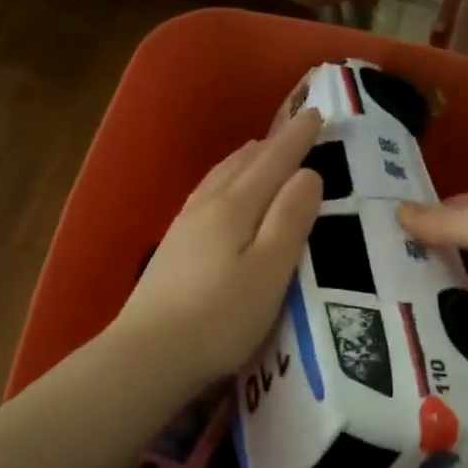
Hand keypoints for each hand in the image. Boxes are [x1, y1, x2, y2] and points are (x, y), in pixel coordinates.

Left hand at [112, 109, 324, 387]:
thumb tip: (308, 174)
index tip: (316, 113)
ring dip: (244, 161)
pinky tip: (220, 195)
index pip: (272, 162)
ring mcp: (184, 227)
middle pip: (243, 165)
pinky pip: (206, 196)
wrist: (150, 354)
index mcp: (235, 207)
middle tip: (294, 129)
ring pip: (219, 179)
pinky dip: (224, 182)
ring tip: (259, 152)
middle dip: (272, 144)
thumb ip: (290, 220)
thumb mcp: (270, 269)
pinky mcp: (173, 250)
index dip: (296, 138)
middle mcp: (207, 207)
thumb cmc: (221, 316)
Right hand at [397, 192, 467, 383]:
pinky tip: (429, 322)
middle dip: (428, 253)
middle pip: (466, 242)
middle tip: (376, 270)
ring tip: (392, 298)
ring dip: (442, 285)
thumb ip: (451, 222)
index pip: (462, 206)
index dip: (426, 215)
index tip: (380, 232)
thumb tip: (396, 209)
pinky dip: (462, 313)